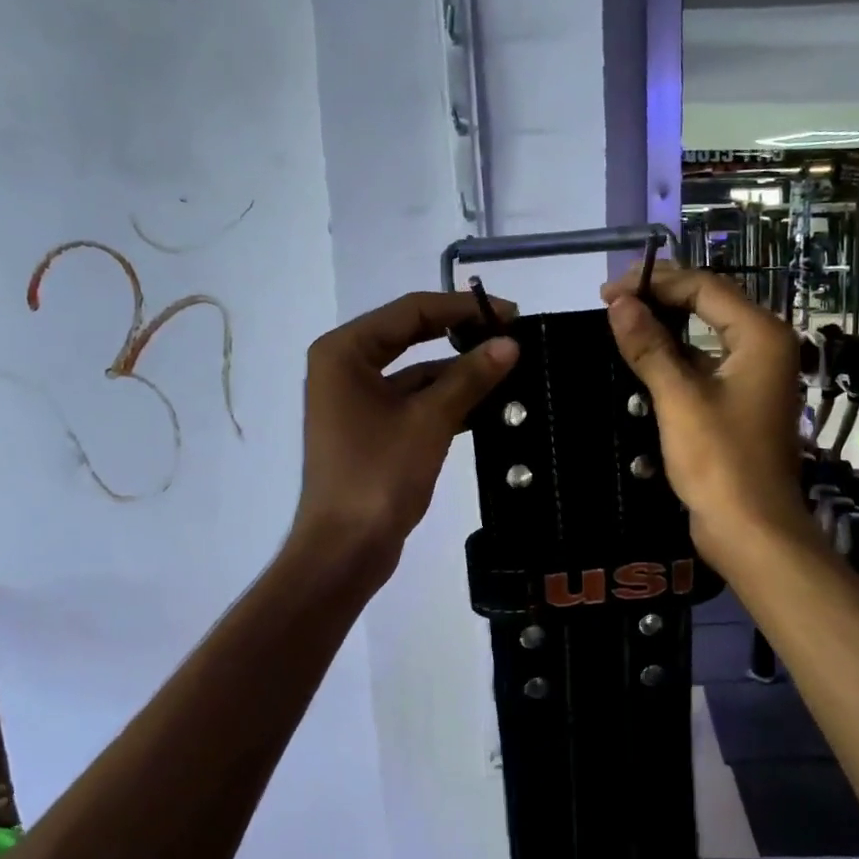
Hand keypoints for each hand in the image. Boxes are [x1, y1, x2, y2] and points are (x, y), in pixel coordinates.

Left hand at [295, 291, 517, 577]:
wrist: (345, 549)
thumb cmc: (379, 476)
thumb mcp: (429, 421)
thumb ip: (470, 377)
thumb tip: (510, 343)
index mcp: (345, 351)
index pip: (411, 311)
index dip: (463, 309)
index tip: (511, 314)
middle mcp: (345, 367)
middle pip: (412, 336)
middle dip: (462, 337)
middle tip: (512, 338)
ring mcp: (357, 400)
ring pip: (416, 372)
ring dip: (458, 372)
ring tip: (510, 371)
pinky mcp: (372, 430)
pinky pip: (414, 402)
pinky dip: (447, 401)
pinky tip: (488, 406)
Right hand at [600, 264, 808, 563]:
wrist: (751, 530)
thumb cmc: (719, 461)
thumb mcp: (678, 399)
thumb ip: (649, 346)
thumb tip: (619, 303)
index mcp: (761, 336)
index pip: (705, 287)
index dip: (655, 282)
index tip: (608, 292)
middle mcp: (764, 348)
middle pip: (708, 306)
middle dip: (659, 300)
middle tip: (610, 303)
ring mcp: (753, 378)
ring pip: (704, 338)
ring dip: (664, 330)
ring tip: (618, 328)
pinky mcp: (739, 404)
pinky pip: (704, 368)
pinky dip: (674, 361)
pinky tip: (640, 363)